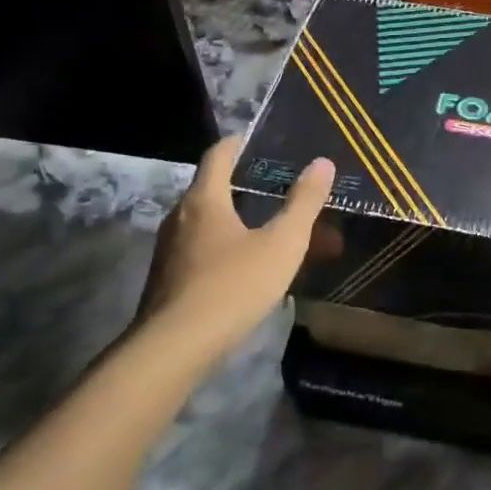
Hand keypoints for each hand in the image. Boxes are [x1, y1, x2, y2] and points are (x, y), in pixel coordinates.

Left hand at [137, 135, 335, 362]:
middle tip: (278, 190)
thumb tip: (322, 163)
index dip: (238, 144)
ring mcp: (169, 250)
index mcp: (204, 200)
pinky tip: (249, 270)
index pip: (218, 155)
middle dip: (246, 187)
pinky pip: (202, 250)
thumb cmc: (232, 286)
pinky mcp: (168, 280)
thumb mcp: (282, 244)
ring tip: (271, 233)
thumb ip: (304, 203)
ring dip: (239, 221)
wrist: (175, 348)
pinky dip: (227, 248)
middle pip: (212, 189)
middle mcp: (180, 217)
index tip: (258, 141)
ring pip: (208, 224)